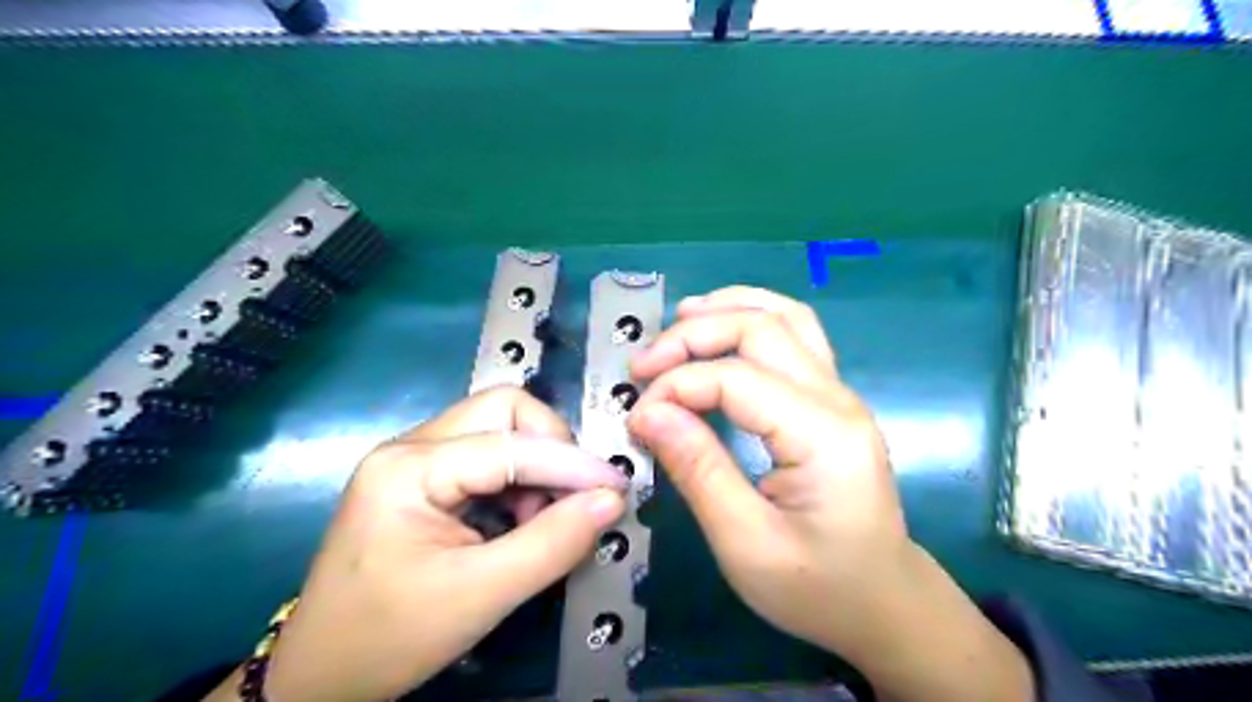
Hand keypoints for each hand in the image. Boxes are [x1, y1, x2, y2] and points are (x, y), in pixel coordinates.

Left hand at [229, 386, 624, 697]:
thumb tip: (611, 501)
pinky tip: (520, 518)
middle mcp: (410, 446)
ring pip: (498, 427)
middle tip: (572, 495)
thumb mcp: (479, 596)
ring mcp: (414, 457)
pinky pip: (488, 453)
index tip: (616, 488)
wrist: (319, 675)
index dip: (571, 463)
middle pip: (502, 409)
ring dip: (536, 464)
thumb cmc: (389, 637)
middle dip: (550, 445)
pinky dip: (519, 478)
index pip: (510, 443)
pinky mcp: (424, 475)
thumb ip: (552, 543)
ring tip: (543, 517)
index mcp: (408, 468)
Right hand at [632, 286, 1030, 700]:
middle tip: (642, 365)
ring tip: (677, 320)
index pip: (735, 378)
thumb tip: (647, 412)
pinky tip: (721, 328)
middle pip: (761, 327)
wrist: (883, 603)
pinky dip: (751, 318)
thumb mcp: (745, 543)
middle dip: (692, 335)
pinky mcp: (831, 399)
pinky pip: (794, 335)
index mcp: (822, 435)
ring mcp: (839, 393)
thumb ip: (697, 469)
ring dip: (727, 308)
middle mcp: (836, 398)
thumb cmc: (817, 587)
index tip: (636, 417)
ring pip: (785, 316)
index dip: (676, 387)